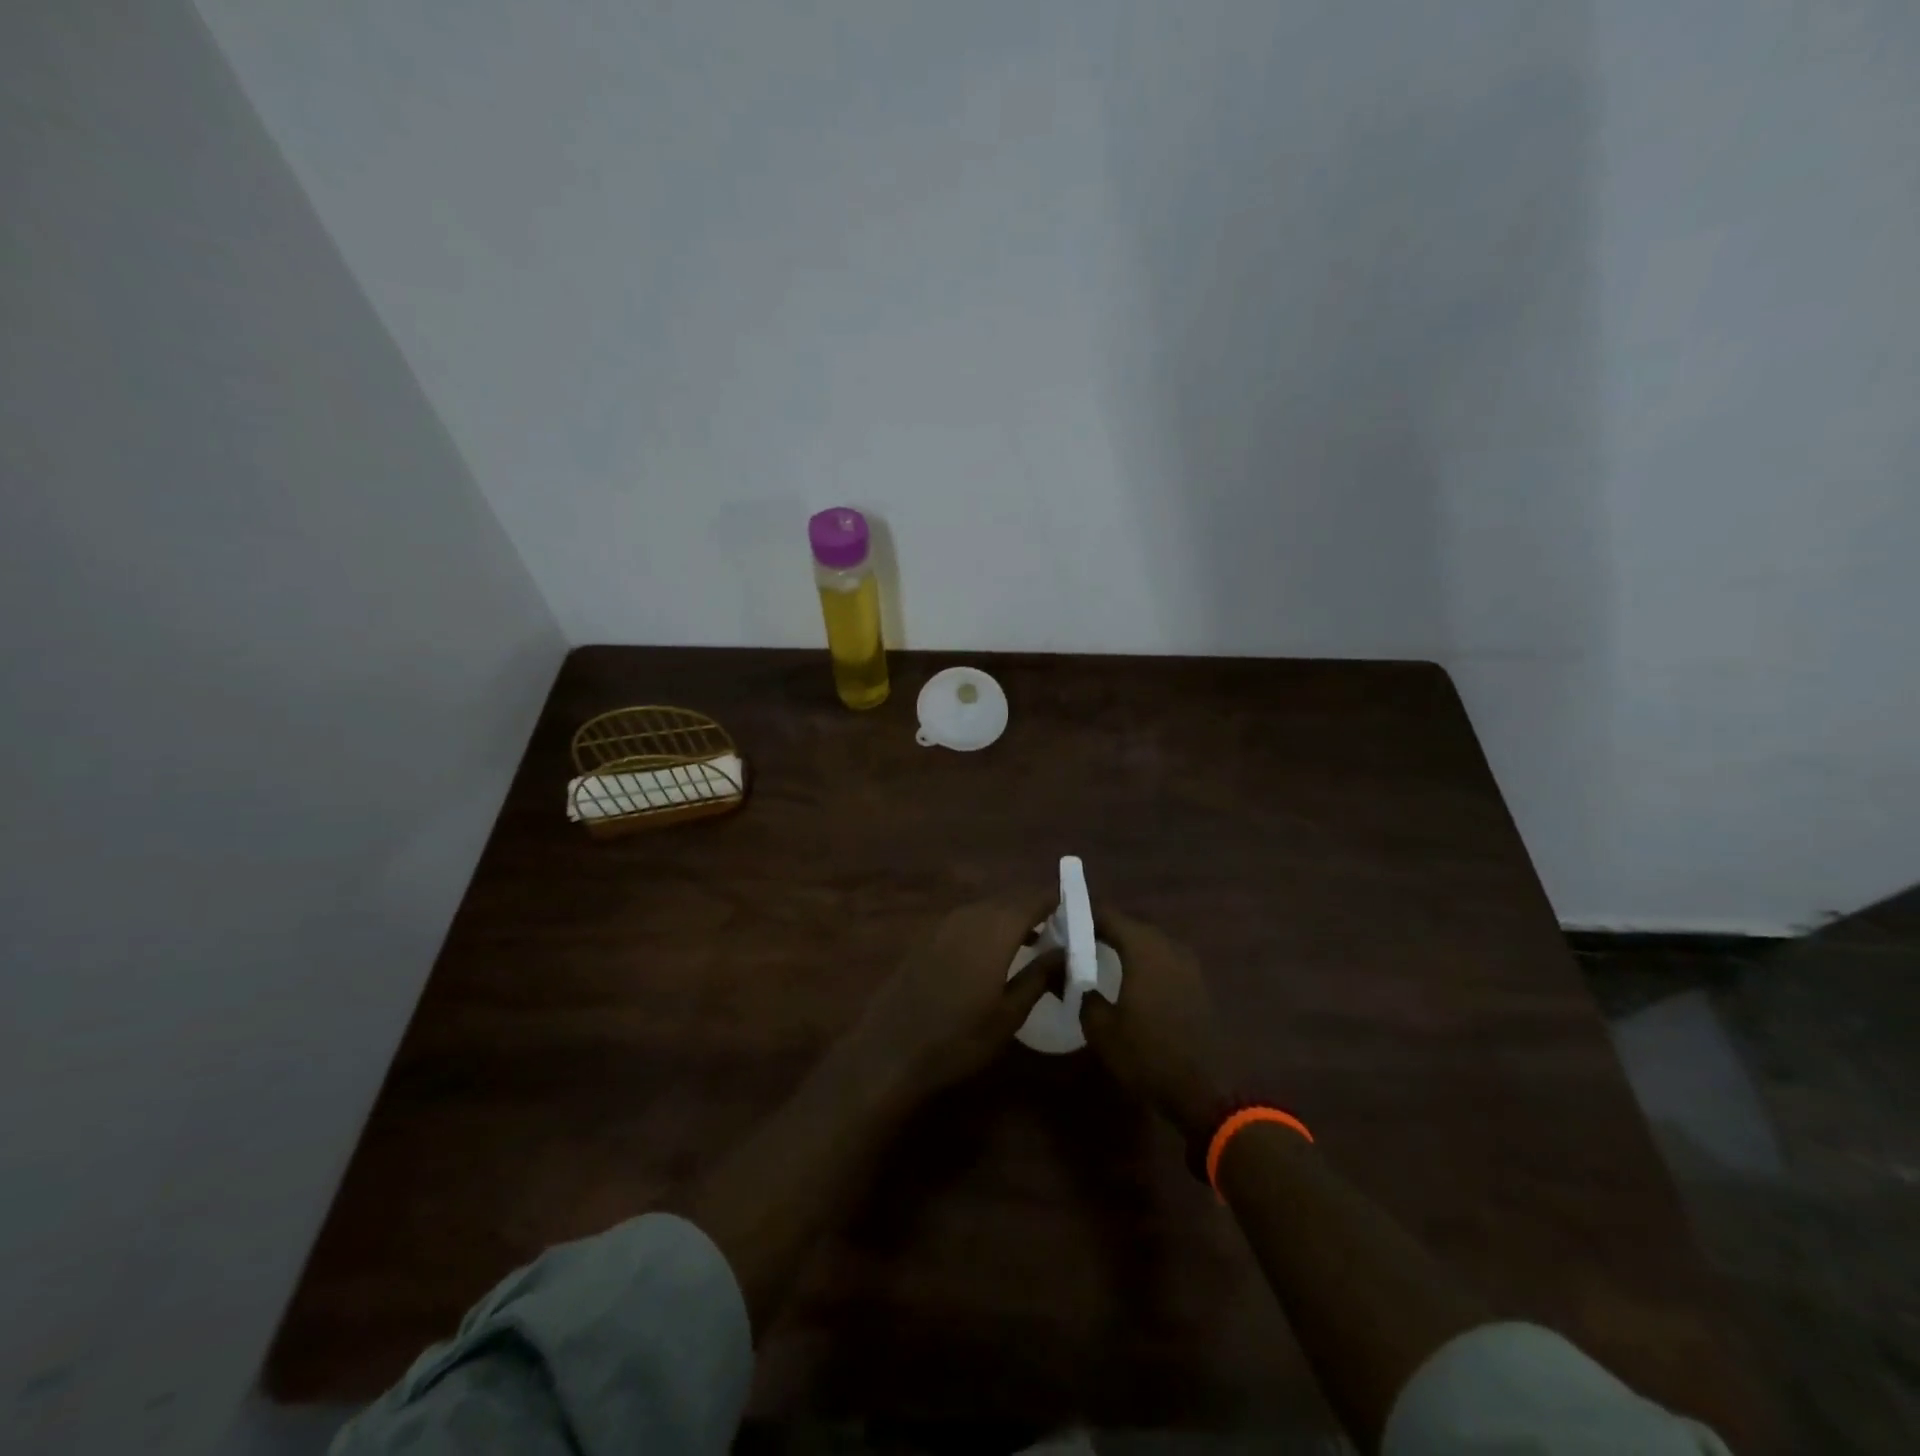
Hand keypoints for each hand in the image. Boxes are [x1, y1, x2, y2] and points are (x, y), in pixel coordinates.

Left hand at [837, 892, 1059, 1106]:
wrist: (891, 1049)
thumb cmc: (958, 1037)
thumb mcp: (1009, 1014)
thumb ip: (1039, 976)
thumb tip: (1064, 951)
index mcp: (995, 929)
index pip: (1033, 899)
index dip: (1055, 899)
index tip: (1076, 907)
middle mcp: (970, 916)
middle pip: (1009, 900)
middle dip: (1034, 908)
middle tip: (1058, 927)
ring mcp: (944, 924)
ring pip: (987, 909)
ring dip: (1010, 918)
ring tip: (1032, 940)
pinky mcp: (927, 937)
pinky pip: (967, 920)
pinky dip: (987, 926)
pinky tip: (993, 952)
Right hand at [1080, 911, 1227, 1139]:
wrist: (1207, 1092)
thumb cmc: (1147, 1054)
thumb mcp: (1100, 1027)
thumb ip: (1079, 991)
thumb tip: (1058, 969)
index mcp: (1143, 948)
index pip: (1107, 915)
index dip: (1082, 914)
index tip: (1060, 921)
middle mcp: (1168, 946)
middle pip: (1130, 925)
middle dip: (1103, 929)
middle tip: (1076, 940)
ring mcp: (1188, 964)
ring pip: (1149, 942)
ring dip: (1125, 945)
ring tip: (1099, 958)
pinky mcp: (1198, 984)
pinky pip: (1163, 959)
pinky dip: (1143, 961)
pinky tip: (1129, 978)